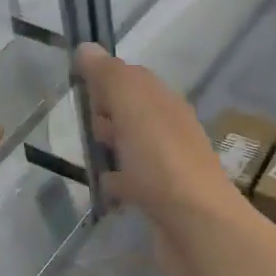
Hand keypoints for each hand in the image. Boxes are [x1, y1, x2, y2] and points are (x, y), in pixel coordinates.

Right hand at [74, 45, 250, 275]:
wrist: (198, 228)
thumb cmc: (162, 161)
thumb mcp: (133, 107)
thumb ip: (110, 77)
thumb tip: (87, 47)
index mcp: (165, 104)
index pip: (134, 79)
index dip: (107, 78)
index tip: (77, 84)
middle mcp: (169, 131)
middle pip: (133, 113)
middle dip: (108, 112)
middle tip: (81, 120)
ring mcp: (167, 168)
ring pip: (133, 148)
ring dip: (112, 146)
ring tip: (85, 152)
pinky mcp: (160, 201)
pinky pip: (133, 183)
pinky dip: (117, 181)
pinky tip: (102, 188)